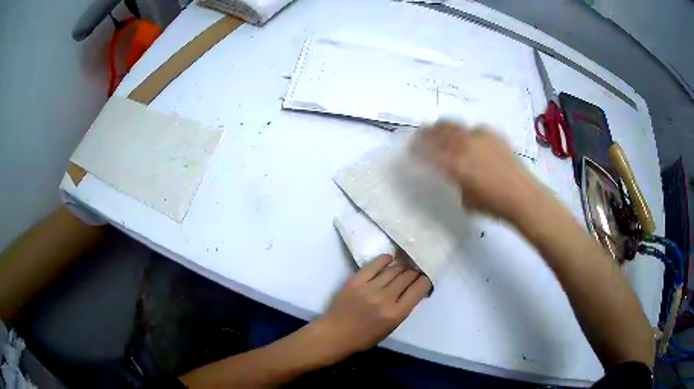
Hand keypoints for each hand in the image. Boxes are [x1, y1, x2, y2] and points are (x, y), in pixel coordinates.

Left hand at [315, 255, 430, 355]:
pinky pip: (374, 264)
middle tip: (415, 271)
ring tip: (404, 266)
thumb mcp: (391, 328)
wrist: (335, 334)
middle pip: (407, 276)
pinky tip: (389, 258)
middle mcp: (385, 298)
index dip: (425, 281)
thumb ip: (403, 309)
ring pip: (393, 269)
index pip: (419, 289)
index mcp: (396, 313)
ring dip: (402, 266)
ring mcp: (369, 287)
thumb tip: (413, 290)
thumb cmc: (364, 337)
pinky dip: (384, 259)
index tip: (424, 279)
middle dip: (414, 272)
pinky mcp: (356, 280)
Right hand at [415, 121, 547, 222]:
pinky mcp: (492, 134)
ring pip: (454, 125)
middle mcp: (463, 146)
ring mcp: (478, 137)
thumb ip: (456, 182)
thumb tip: (454, 174)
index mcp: (453, 164)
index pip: (427, 152)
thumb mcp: (466, 199)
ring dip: (442, 127)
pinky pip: (473, 128)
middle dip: (425, 133)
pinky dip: (466, 131)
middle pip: (437, 133)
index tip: (410, 150)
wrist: (522, 195)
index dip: (415, 149)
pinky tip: (468, 138)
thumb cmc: (493, 205)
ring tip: (438, 128)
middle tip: (419, 135)